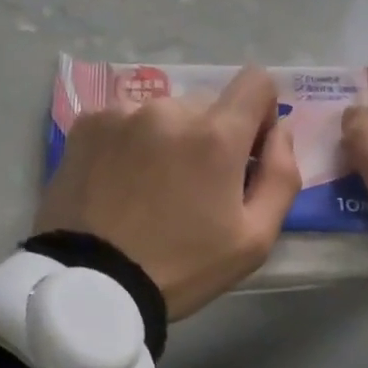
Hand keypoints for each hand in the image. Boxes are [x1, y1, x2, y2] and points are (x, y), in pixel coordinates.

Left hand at [35, 66, 300, 318]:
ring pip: (164, 114)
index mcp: (216, 135)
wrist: (92, 286)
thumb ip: (282, 176)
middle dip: (211, 137)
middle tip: (194, 189)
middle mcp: (169, 109)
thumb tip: (282, 130)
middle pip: (208, 104)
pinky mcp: (86, 126)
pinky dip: (130, 144)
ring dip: (169, 140)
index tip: (247, 153)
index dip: (261, 114)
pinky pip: (124, 121)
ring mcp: (121, 113)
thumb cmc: (182, 268)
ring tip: (150, 191)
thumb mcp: (254, 240)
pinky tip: (118, 185)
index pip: (257, 82)